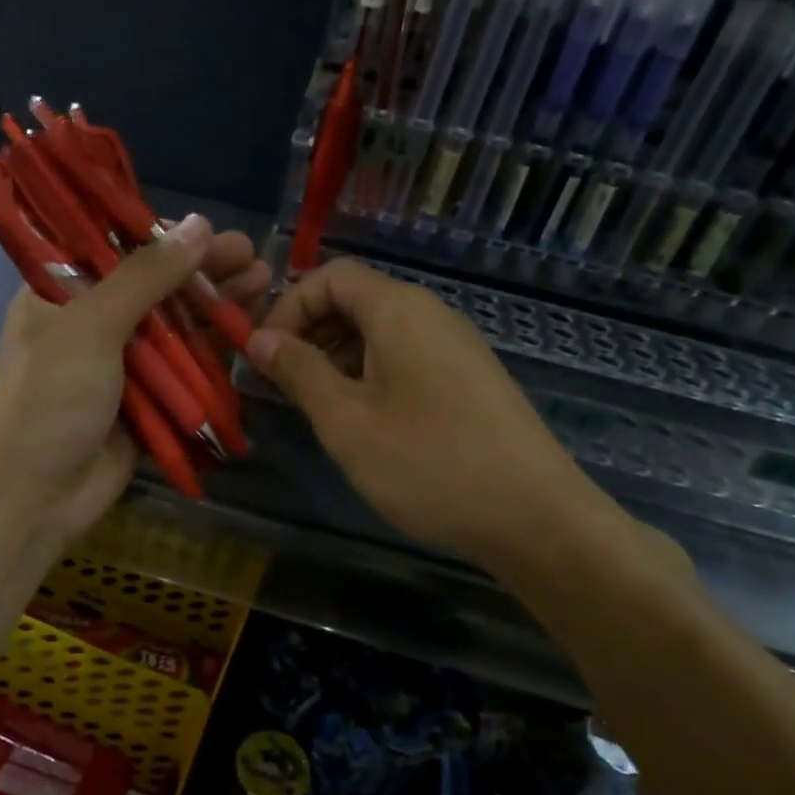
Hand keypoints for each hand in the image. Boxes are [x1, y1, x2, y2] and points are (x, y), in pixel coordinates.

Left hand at [0, 216, 270, 552]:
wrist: (34, 497)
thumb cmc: (50, 399)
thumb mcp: (92, 325)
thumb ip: (146, 276)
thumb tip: (199, 225)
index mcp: (59, 294)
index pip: (114, 248)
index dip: (162, 236)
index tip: (206, 227)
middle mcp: (89, 324)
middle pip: (154, 286)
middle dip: (201, 271)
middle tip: (250, 254)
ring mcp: (119, 365)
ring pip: (175, 326)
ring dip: (215, 306)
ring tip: (264, 281)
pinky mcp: (145, 402)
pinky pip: (184, 370)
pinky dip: (214, 351)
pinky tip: (248, 331)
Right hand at [247, 258, 655, 586]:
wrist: (535, 518)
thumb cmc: (427, 462)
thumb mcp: (346, 420)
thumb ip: (298, 371)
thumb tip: (259, 339)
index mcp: (399, 310)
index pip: (330, 276)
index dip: (287, 307)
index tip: (263, 355)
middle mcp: (430, 314)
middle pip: (355, 299)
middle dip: (308, 332)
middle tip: (281, 383)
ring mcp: (455, 347)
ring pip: (379, 332)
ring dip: (336, 357)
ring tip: (315, 406)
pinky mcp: (468, 379)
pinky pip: (405, 357)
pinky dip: (369, 375)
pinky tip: (362, 421)